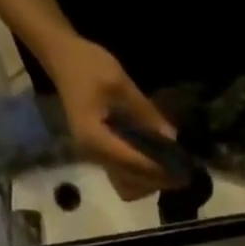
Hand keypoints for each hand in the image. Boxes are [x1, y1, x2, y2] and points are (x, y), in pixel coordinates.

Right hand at [43, 36, 178, 200]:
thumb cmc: (88, 65)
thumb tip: (171, 137)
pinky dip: (140, 177)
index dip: (158, 169)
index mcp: (94, 138)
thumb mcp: (120, 82)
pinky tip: (156, 165)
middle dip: (156, 181)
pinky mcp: (99, 155)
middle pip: (130, 182)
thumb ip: (145, 112)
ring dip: (149, 183)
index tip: (182, 170)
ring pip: (126, 185)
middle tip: (182, 174)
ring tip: (171, 172)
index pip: (131, 162)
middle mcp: (93, 155)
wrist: (62, 59)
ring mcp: (95, 158)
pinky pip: (122, 177)